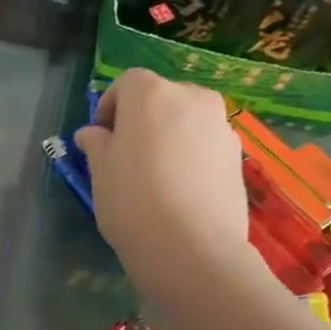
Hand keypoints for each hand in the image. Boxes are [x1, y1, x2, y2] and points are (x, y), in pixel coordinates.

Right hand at [73, 70, 251, 269]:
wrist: (191, 246)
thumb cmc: (132, 201)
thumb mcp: (100, 172)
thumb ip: (96, 144)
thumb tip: (93, 133)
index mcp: (152, 94)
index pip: (127, 83)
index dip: (110, 106)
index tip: (100, 137)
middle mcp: (192, 98)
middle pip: (161, 98)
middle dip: (142, 120)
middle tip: (126, 157)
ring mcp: (221, 126)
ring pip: (186, 122)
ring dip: (168, 138)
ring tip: (155, 178)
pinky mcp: (237, 155)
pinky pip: (205, 145)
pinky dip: (190, 157)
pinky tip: (179, 192)